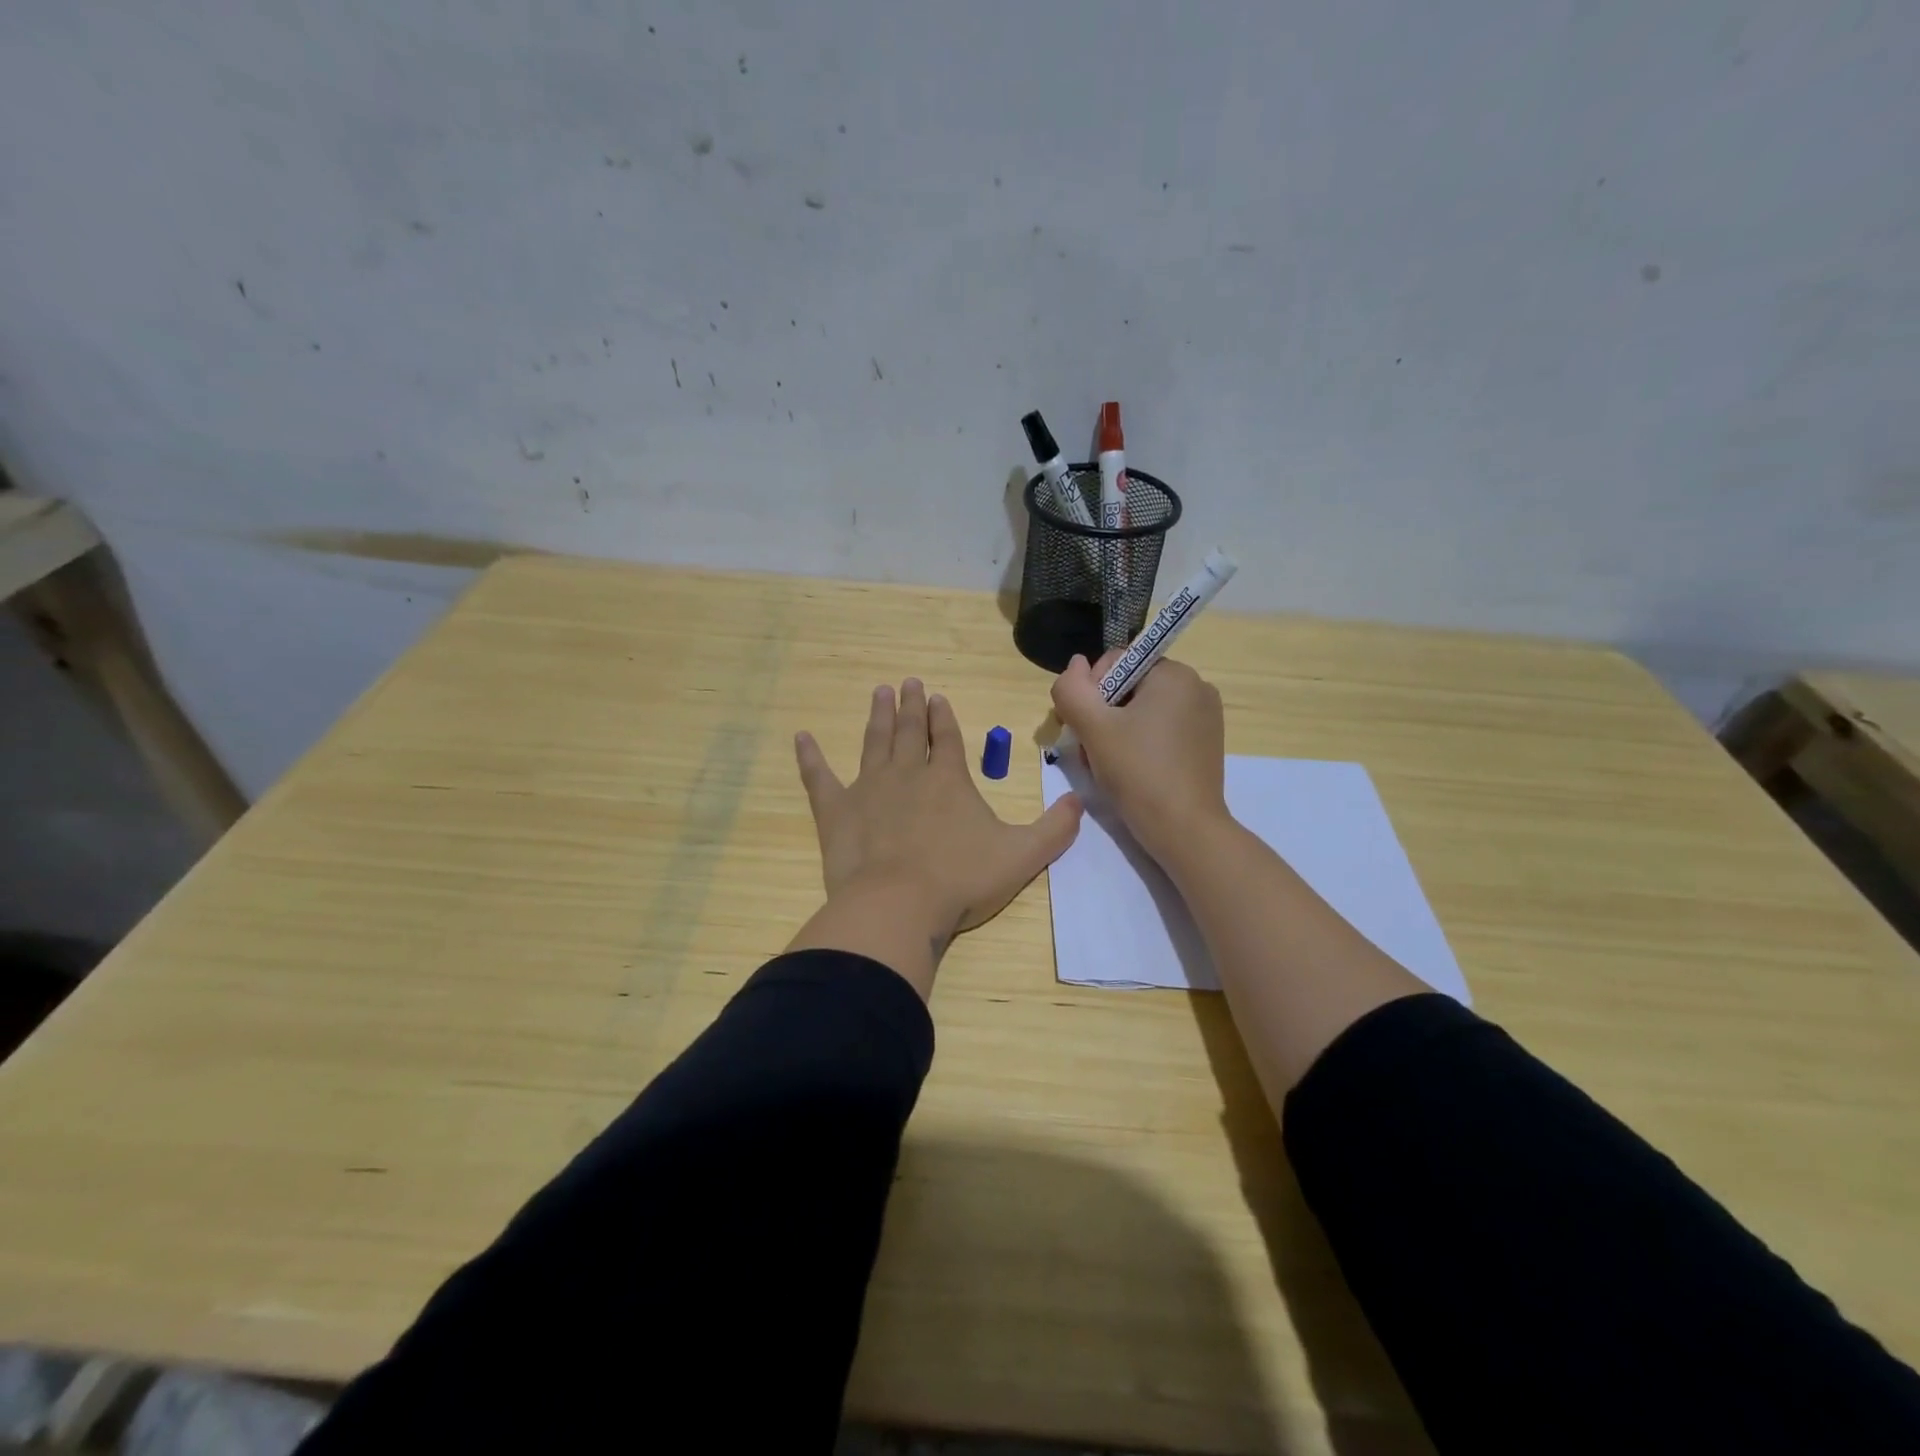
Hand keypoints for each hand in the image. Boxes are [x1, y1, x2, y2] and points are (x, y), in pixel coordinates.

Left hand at [788, 679, 1082, 994]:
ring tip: (878, 692)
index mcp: (948, 780)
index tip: (936, 697)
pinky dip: (809, 757)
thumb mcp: (1022, 856)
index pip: (946, 738)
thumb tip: (1080, 803)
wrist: (899, 905)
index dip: (942, 717)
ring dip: (877, 717)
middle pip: (908, 731)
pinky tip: (801, 737)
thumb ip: (1054, 829)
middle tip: (906, 683)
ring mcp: (868, 789)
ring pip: (873, 743)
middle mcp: (907, 774)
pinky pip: (818, 778)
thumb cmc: (961, 880)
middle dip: (909, 706)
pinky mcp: (835, 811)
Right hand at [1050, 653, 1229, 866]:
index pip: (1115, 663)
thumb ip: (1072, 689)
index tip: (1083, 728)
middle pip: (1128, 688)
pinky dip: (1140, 744)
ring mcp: (1206, 717)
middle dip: (1103, 715)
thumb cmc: (1138, 772)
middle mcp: (1196, 687)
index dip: (1089, 692)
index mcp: (1175, 674)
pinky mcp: (1206, 743)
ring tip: (1108, 764)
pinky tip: (1131, 771)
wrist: (1184, 830)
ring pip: (1142, 711)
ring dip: (1117, 732)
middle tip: (1092, 751)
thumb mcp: (1093, 728)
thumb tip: (1074, 665)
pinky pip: (1162, 730)